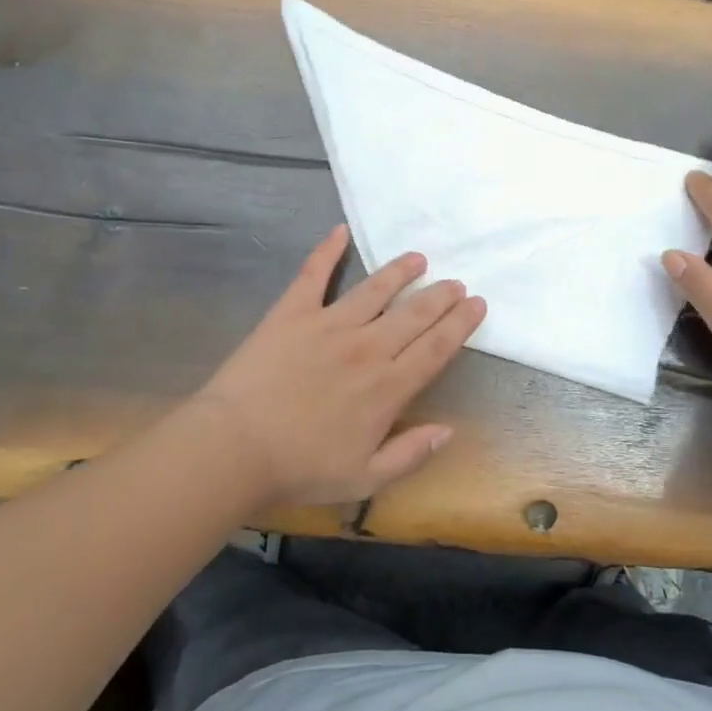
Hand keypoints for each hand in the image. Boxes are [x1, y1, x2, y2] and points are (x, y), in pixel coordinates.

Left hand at [193, 224, 486, 507]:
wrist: (235, 448)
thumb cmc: (301, 467)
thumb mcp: (365, 479)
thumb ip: (411, 454)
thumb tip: (449, 430)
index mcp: (388, 387)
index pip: (436, 348)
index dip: (460, 324)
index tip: (476, 305)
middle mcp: (367, 347)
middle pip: (414, 314)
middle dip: (440, 296)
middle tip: (455, 283)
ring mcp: (329, 325)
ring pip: (375, 289)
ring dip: (400, 271)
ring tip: (418, 259)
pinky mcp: (292, 313)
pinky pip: (313, 274)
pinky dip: (327, 250)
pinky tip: (339, 231)